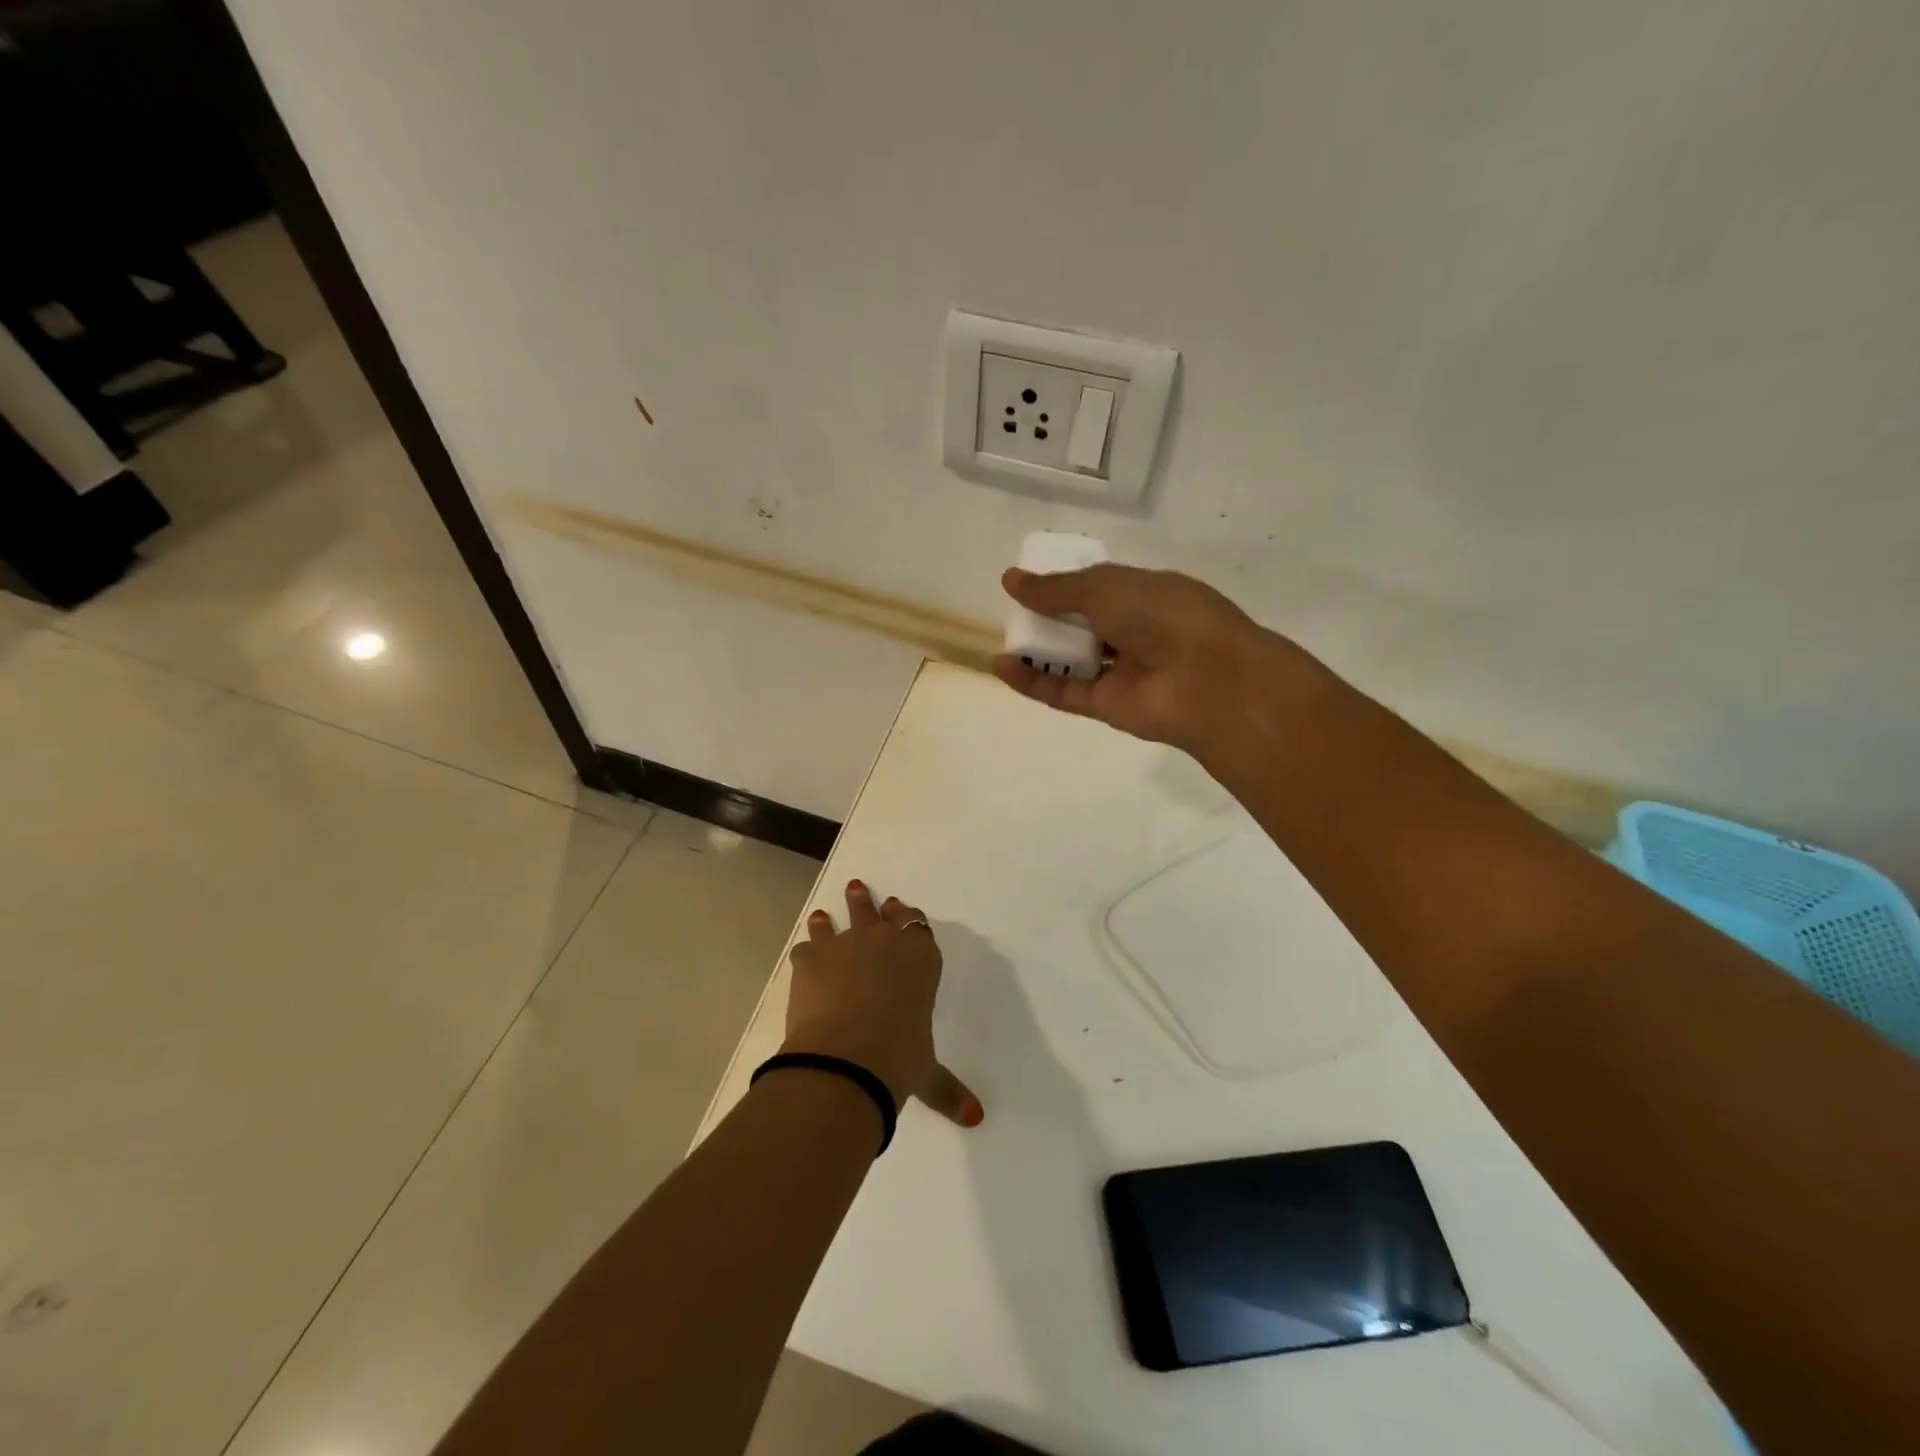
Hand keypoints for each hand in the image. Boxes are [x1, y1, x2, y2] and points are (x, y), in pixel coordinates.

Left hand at [783, 880, 982, 1129]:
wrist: (848, 1055)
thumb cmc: (899, 1058)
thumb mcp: (927, 1074)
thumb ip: (948, 1090)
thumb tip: (976, 1118)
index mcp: (921, 959)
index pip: (916, 926)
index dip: (907, 917)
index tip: (898, 910)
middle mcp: (885, 942)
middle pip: (878, 912)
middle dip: (868, 903)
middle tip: (857, 889)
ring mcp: (846, 944)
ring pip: (840, 921)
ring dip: (832, 917)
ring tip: (823, 913)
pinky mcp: (812, 958)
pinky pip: (807, 946)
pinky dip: (806, 951)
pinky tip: (802, 956)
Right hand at [993, 563, 1292, 752]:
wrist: (1206, 679)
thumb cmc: (1162, 615)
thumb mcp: (1105, 587)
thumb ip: (1056, 588)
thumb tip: (1011, 579)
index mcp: (1145, 594)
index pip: (1100, 588)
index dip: (1067, 585)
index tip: (1031, 581)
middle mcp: (1134, 632)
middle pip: (1083, 625)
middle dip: (1050, 618)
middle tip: (1015, 611)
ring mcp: (1121, 672)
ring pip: (1071, 661)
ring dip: (1038, 650)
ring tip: (1004, 639)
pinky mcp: (1106, 706)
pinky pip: (1063, 692)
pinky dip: (1032, 681)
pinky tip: (1002, 665)